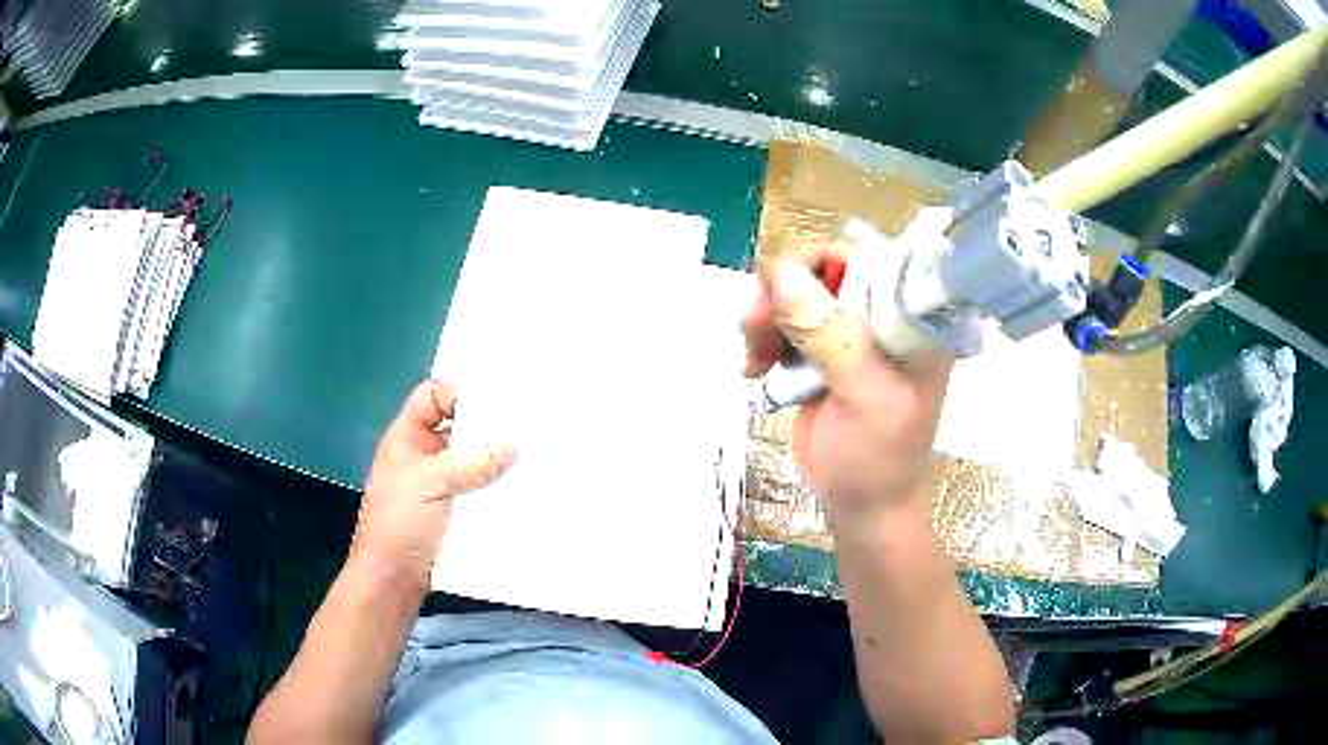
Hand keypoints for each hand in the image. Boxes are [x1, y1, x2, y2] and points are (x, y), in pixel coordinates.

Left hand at [351, 380, 516, 594]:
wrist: (393, 582)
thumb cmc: (399, 525)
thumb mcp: (429, 484)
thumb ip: (469, 462)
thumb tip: (512, 443)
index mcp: (407, 439)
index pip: (432, 397)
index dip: (459, 394)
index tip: (496, 406)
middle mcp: (425, 457)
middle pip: (458, 428)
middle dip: (488, 428)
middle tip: (528, 427)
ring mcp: (441, 486)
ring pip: (474, 461)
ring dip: (498, 461)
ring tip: (535, 458)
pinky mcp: (456, 512)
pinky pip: (481, 490)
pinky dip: (499, 488)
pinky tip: (524, 489)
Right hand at [742, 254, 951, 531]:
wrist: (862, 504)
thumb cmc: (877, 459)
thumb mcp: (861, 397)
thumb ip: (828, 335)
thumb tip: (778, 273)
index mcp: (911, 318)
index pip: (868, 258)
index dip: (820, 264)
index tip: (784, 297)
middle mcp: (884, 314)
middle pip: (823, 268)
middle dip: (783, 295)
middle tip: (758, 333)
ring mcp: (852, 331)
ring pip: (797, 292)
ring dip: (767, 317)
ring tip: (756, 361)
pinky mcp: (824, 349)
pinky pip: (785, 320)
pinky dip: (764, 336)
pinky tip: (757, 368)